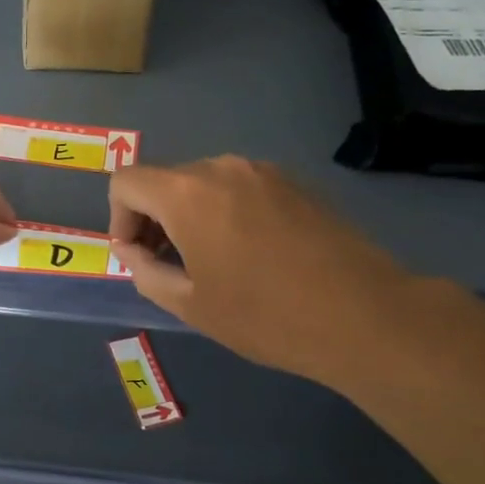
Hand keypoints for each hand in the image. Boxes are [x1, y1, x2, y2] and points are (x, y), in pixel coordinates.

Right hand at [109, 157, 422, 383]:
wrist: (365, 315)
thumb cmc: (265, 315)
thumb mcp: (189, 304)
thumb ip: (144, 270)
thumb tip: (130, 250)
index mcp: (187, 193)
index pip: (126, 183)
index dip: (119, 219)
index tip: (138, 257)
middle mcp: (221, 168)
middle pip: (164, 180)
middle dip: (153, 219)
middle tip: (167, 266)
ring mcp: (263, 171)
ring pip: (202, 184)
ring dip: (189, 216)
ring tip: (210, 263)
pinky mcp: (294, 183)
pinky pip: (238, 188)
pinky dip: (224, 212)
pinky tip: (249, 254)